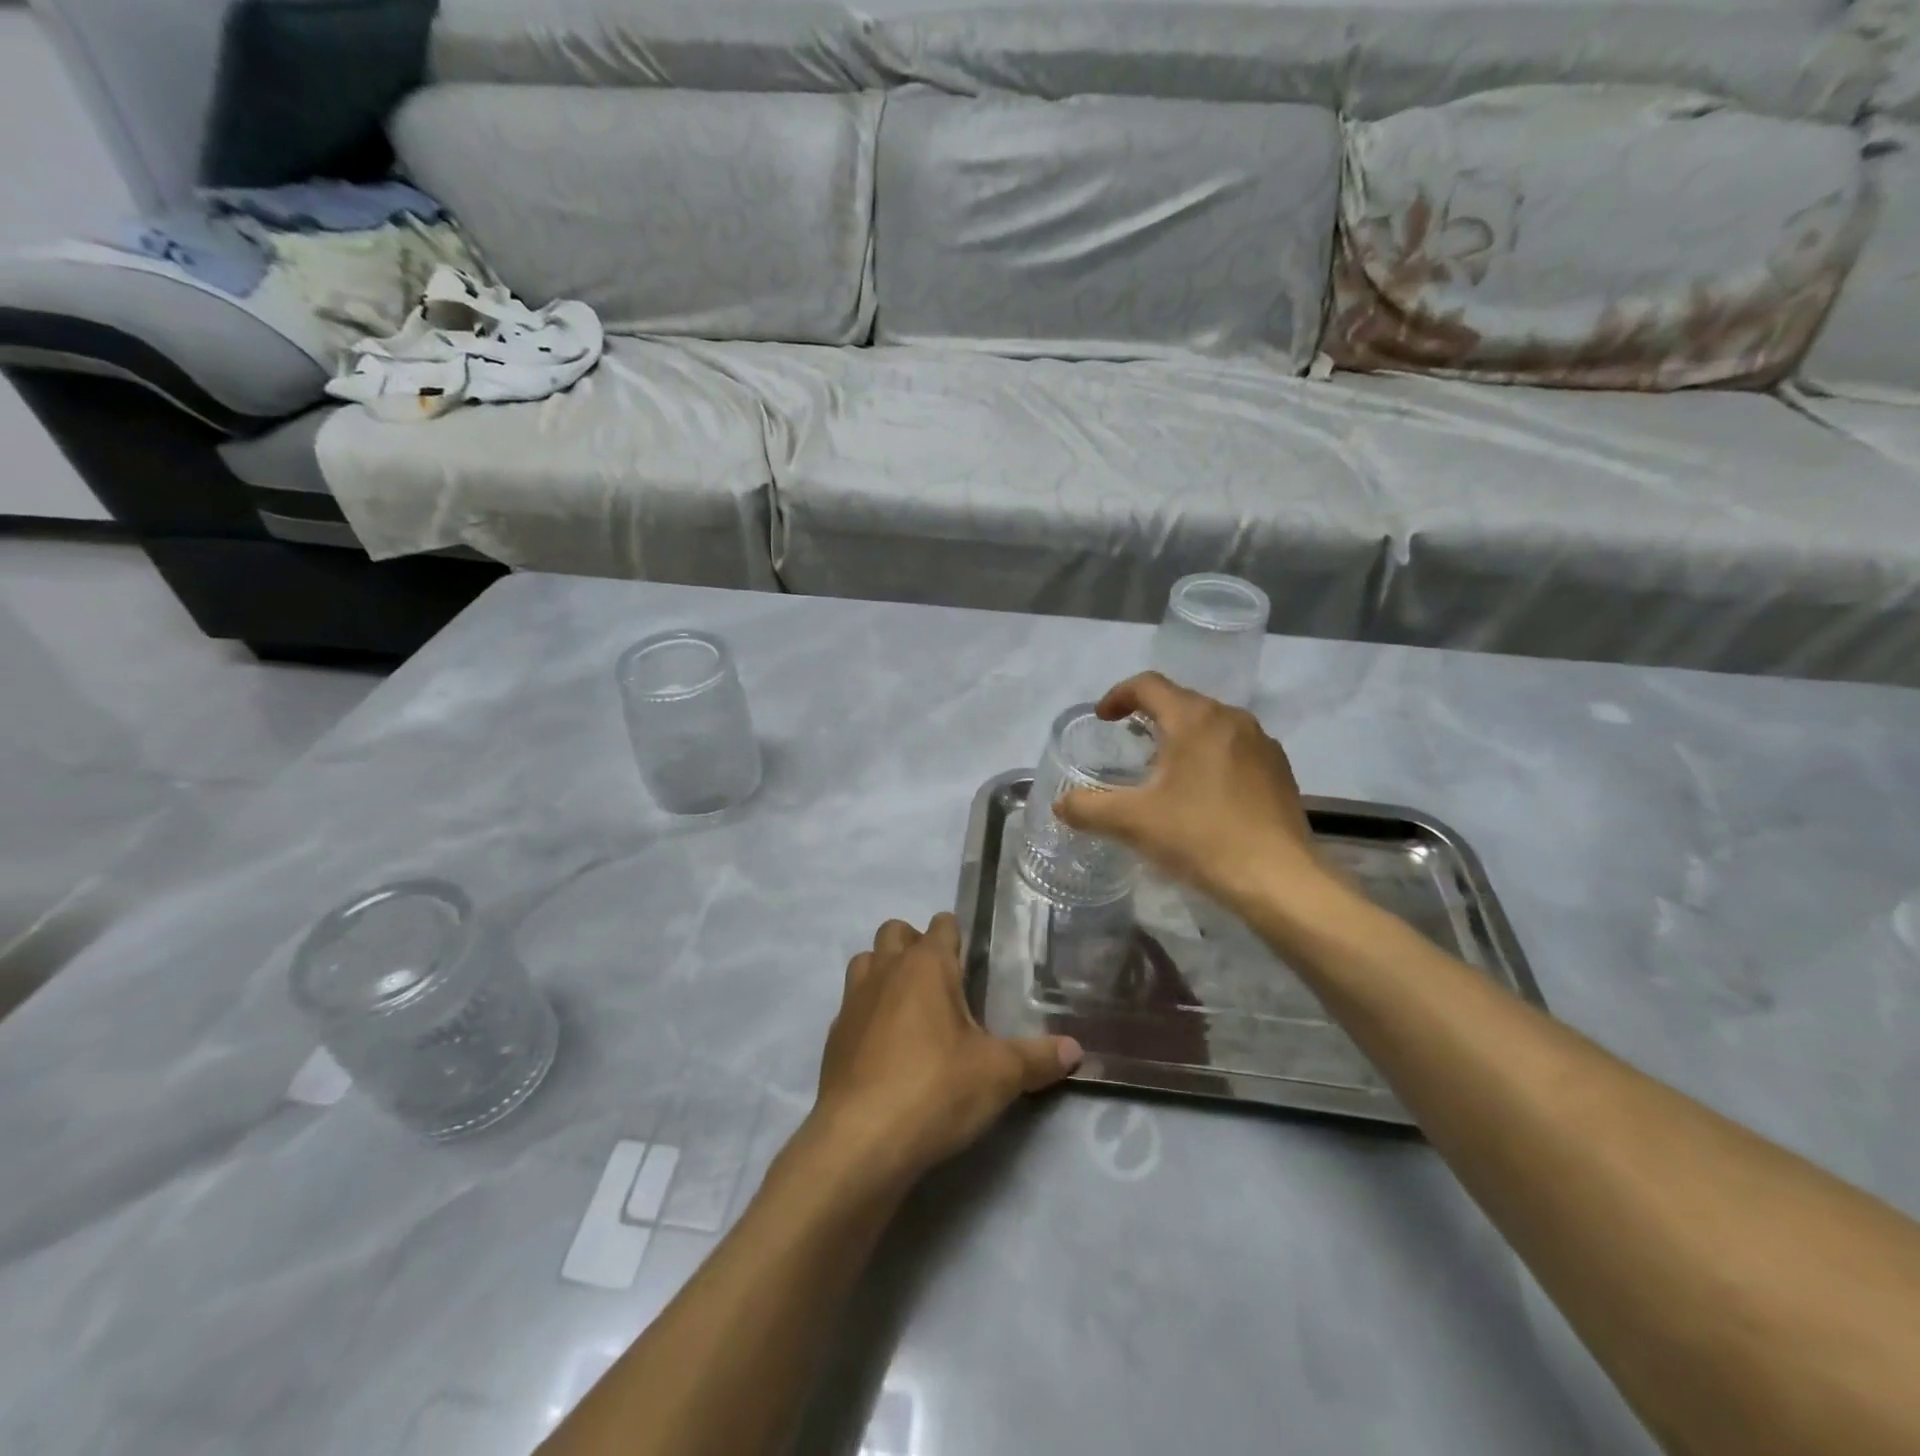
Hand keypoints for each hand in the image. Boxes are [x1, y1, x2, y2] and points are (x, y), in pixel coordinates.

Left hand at [808, 914, 1081, 1192]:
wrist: (860, 1141)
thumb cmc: (936, 1089)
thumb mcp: (999, 1075)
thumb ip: (1038, 1058)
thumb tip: (1076, 1050)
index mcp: (926, 965)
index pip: (942, 924)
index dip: (958, 936)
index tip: (974, 961)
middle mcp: (885, 970)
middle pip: (895, 932)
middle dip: (916, 944)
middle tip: (942, 983)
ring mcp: (853, 1002)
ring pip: (866, 962)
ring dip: (885, 972)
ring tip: (912, 1008)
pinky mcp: (834, 1037)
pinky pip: (852, 1006)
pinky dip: (868, 1013)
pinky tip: (887, 1048)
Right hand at [1055, 673, 1333, 915]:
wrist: (1278, 878)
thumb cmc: (1200, 837)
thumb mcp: (1132, 822)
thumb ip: (1087, 807)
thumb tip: (1060, 803)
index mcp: (1194, 718)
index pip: (1148, 685)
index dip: (1118, 696)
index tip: (1103, 719)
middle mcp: (1231, 718)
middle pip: (1181, 702)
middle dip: (1150, 717)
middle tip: (1128, 746)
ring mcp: (1261, 743)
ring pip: (1211, 725)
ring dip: (1182, 737)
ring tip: (1164, 771)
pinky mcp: (1279, 770)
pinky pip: (1235, 749)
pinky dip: (1210, 757)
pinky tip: (1203, 794)